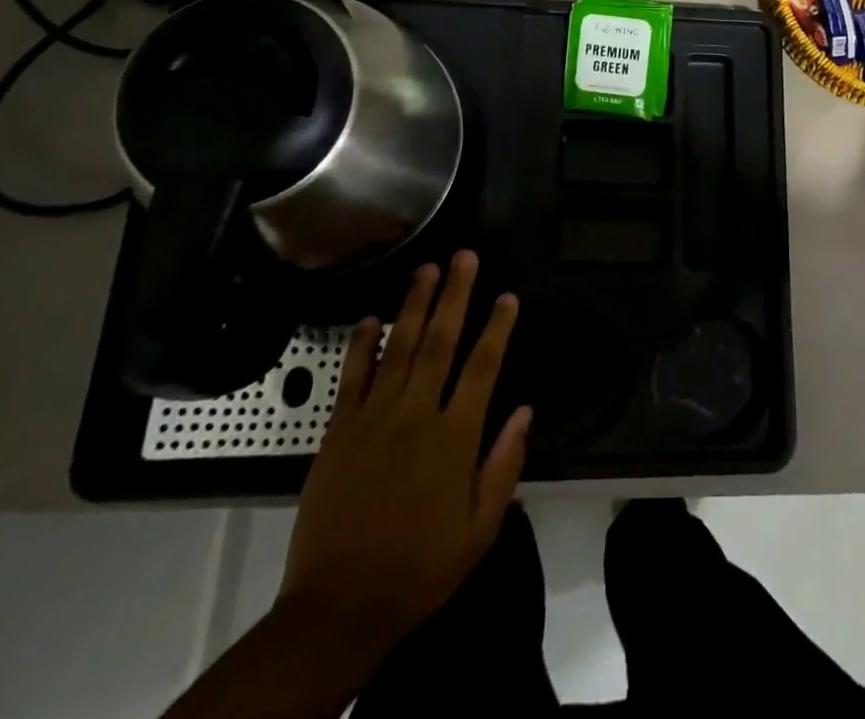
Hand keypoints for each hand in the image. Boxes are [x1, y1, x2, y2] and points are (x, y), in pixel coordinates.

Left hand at [277, 250, 531, 655]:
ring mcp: (373, 419)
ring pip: (399, 347)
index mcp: (455, 438)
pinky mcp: (338, 432)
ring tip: (427, 268)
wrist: (339, 608)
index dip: (498, 327)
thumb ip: (504, 465)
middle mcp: (416, 415)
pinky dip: (362, 344)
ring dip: (414, 305)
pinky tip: (370, 318)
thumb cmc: (420, 568)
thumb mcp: (479, 529)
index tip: (508, 296)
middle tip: (464, 256)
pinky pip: (353, 377)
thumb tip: (525, 411)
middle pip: (440, 342)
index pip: (483, 367)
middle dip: (455, 295)